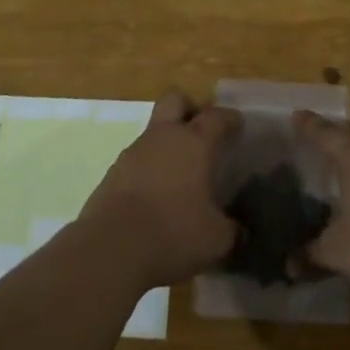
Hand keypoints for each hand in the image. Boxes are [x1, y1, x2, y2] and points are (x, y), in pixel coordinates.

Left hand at [79, 91, 238, 288]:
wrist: (111, 249)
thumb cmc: (174, 233)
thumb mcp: (216, 239)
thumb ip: (231, 230)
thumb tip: (239, 232)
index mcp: (195, 143)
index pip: (216, 116)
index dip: (229, 118)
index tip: (237, 125)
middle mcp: (163, 138)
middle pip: (175, 100)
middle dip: (189, 109)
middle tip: (201, 132)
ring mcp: (132, 153)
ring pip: (152, 133)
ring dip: (166, 144)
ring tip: (180, 174)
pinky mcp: (111, 175)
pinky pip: (136, 161)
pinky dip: (148, 171)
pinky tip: (156, 197)